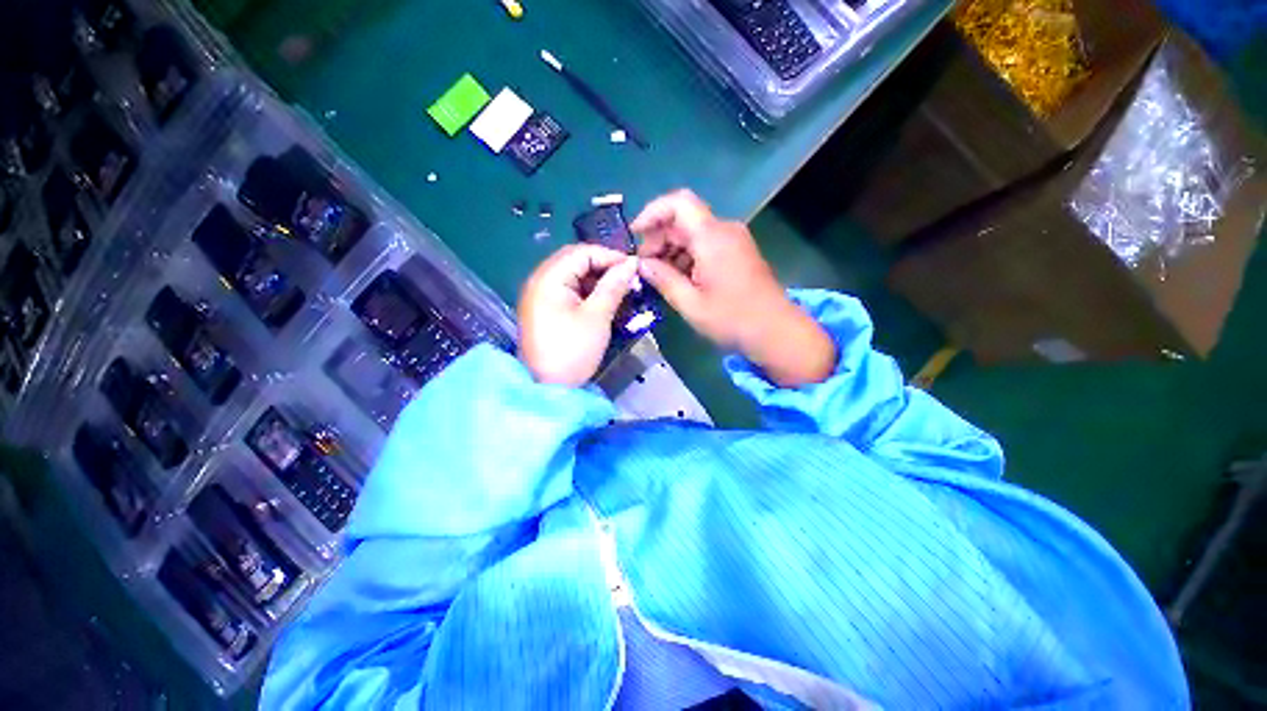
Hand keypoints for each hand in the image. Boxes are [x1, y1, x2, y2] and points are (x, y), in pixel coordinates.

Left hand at [518, 244, 638, 386]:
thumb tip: (631, 263)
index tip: (633, 268)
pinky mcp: (545, 310)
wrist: (547, 388)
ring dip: (597, 280)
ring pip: (573, 276)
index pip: (581, 252)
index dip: (609, 256)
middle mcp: (539, 281)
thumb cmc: (573, 351)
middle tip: (628, 280)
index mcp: (548, 278)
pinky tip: (603, 302)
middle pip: (575, 261)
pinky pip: (568, 291)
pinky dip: (587, 293)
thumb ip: (613, 286)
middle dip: (604, 267)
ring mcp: (540, 296)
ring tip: (620, 291)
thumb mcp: (597, 317)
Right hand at [632, 189, 835, 386]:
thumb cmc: (732, 320)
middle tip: (645, 267)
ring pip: (693, 233)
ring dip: (672, 250)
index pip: (678, 203)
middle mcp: (724, 230)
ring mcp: (733, 240)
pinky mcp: (737, 252)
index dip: (652, 213)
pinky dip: (687, 256)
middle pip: (683, 219)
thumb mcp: (690, 304)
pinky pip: (706, 244)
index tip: (635, 234)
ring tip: (659, 277)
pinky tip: (679, 279)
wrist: (776, 331)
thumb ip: (663, 279)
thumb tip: (641, 264)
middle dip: (659, 238)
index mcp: (712, 238)